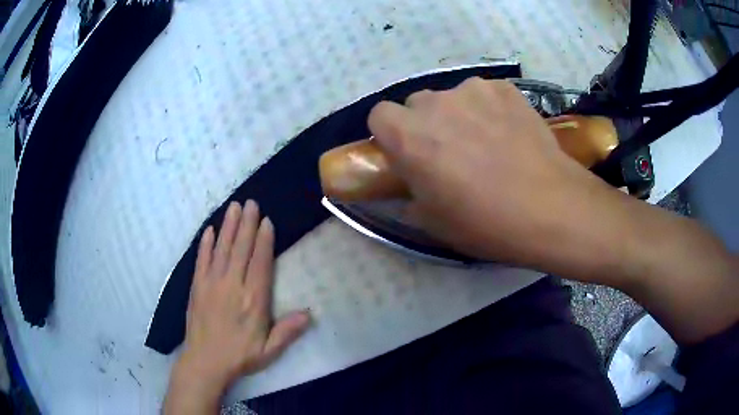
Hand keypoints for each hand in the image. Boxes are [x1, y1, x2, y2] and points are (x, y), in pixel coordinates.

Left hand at [165, 201, 310, 413]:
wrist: (205, 361)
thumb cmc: (240, 356)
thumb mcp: (269, 350)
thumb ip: (288, 331)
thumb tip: (309, 313)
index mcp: (253, 300)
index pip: (260, 263)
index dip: (263, 240)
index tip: (266, 220)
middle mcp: (232, 286)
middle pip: (241, 249)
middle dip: (246, 224)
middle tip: (251, 203)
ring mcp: (212, 283)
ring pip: (222, 249)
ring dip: (228, 226)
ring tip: (233, 206)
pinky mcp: (197, 286)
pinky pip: (201, 260)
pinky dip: (205, 243)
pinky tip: (209, 229)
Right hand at [368, 78, 615, 268]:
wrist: (550, 208)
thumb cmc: (485, 222)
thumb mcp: (433, 222)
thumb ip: (409, 196)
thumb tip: (409, 186)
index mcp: (409, 136)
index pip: (379, 115)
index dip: (391, 134)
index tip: (408, 153)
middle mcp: (435, 103)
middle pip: (417, 104)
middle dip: (426, 124)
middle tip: (450, 152)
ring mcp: (473, 90)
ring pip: (452, 97)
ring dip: (459, 115)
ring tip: (487, 143)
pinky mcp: (505, 89)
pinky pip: (485, 94)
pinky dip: (489, 109)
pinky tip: (509, 133)